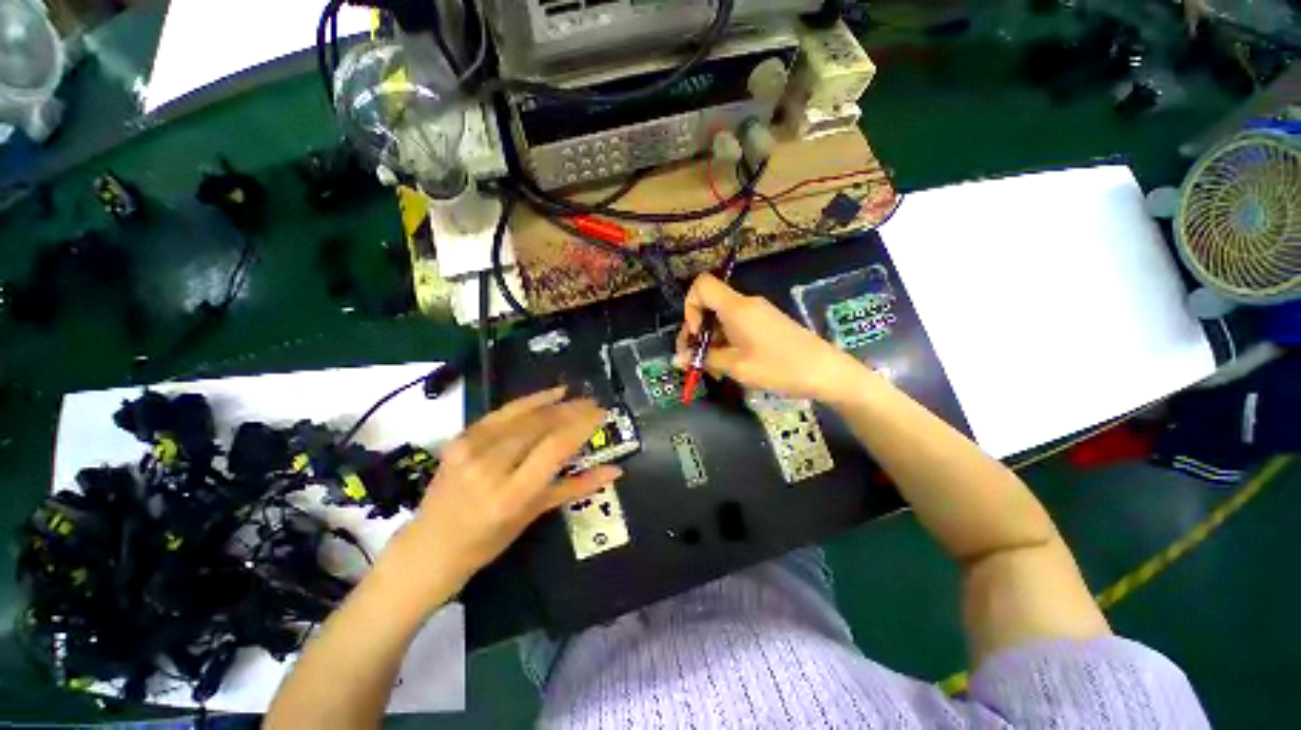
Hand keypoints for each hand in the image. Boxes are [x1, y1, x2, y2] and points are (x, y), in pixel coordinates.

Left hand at [394, 387, 618, 591]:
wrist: (429, 546)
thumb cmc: (487, 541)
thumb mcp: (534, 515)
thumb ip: (577, 487)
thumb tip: (615, 471)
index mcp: (510, 495)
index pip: (554, 448)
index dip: (582, 426)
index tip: (602, 414)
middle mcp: (489, 466)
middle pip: (540, 426)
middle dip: (573, 410)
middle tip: (596, 404)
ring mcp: (470, 448)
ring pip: (524, 415)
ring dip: (557, 404)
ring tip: (580, 398)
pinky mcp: (461, 437)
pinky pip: (503, 412)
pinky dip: (531, 400)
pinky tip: (552, 393)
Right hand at [674, 273, 863, 401]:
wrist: (826, 372)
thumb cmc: (779, 367)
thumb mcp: (737, 366)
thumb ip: (704, 359)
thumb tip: (675, 360)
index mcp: (736, 307)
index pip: (702, 285)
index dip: (689, 307)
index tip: (694, 334)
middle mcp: (745, 304)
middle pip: (709, 306)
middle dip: (696, 332)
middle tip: (694, 360)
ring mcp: (757, 313)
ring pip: (722, 319)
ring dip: (711, 342)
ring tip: (713, 370)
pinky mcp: (766, 324)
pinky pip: (737, 327)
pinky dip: (726, 343)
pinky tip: (729, 366)